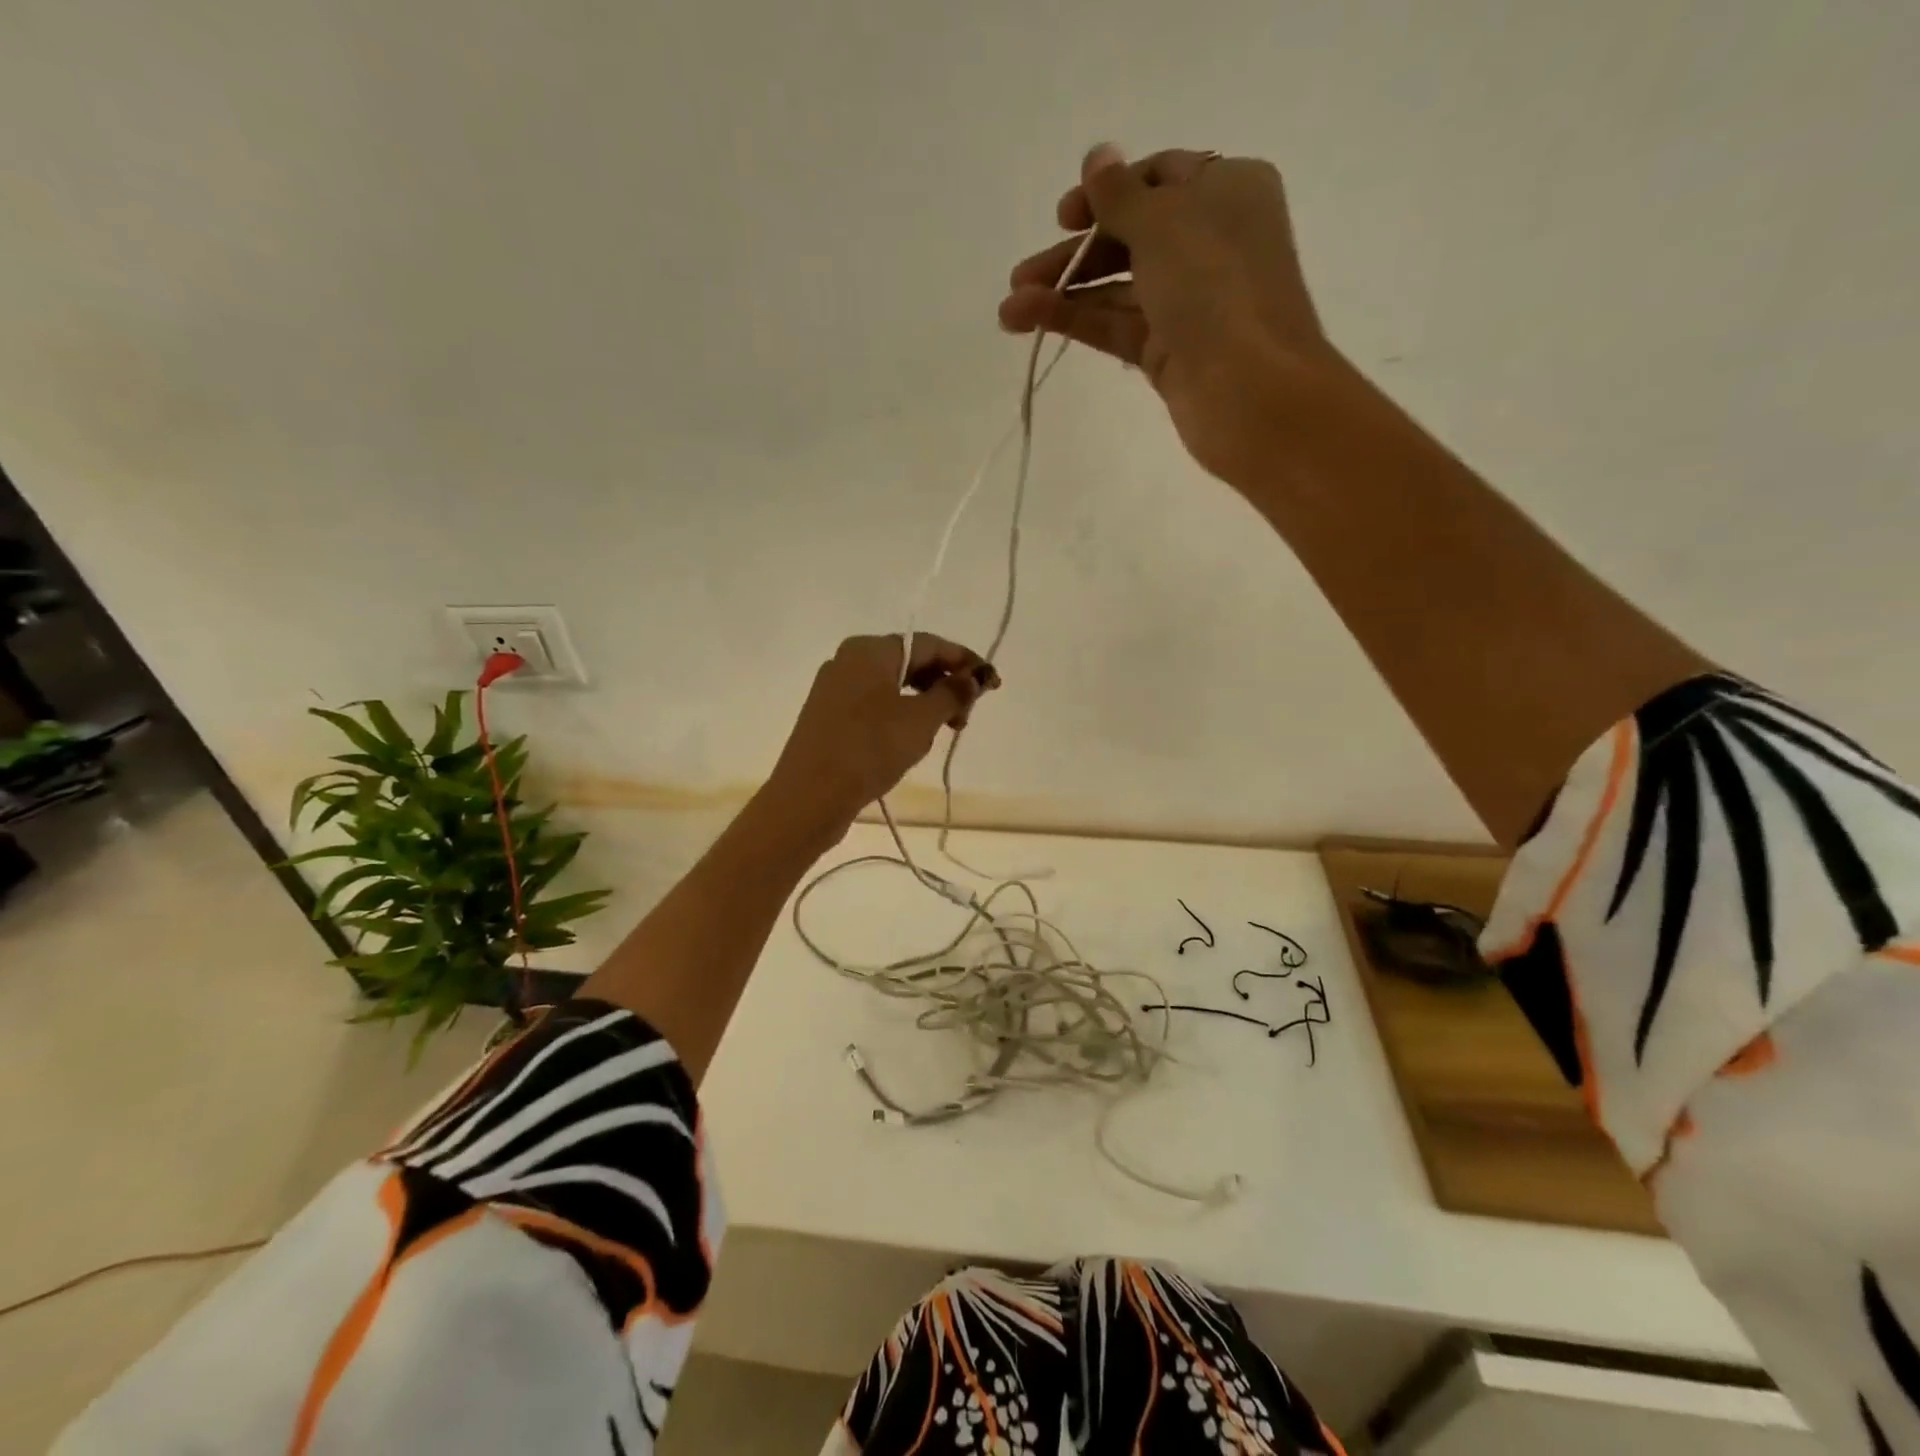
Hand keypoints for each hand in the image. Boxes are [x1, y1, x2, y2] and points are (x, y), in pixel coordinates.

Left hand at [765, 634, 999, 836]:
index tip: (992, 684)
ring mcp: (835, 689)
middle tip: (967, 717)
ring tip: (945, 731)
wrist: (810, 796)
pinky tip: (912, 740)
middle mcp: (849, 660)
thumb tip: (974, 678)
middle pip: (910, 662)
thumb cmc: (869, 748)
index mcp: (870, 649)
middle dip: (944, 684)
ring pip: (893, 686)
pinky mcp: (829, 717)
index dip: (964, 661)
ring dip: (925, 703)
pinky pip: (875, 705)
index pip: (929, 644)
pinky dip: (901, 715)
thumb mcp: (921, 720)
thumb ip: (952, 693)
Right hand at [998, 144, 1344, 487]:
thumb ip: (1120, 194)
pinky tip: (1029, 320)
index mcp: (1226, 192)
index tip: (1064, 215)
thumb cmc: (1215, 288)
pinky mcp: (1167, 351)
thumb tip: (1097, 157)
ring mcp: (1188, 302)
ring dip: (1063, 293)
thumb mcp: (1164, 223)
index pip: (1159, 178)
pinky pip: (1116, 325)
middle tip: (1022, 274)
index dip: (1108, 191)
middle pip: (1130, 236)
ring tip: (1009, 310)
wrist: (1248, 392)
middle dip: (1074, 253)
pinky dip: (1076, 320)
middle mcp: (1209, 242)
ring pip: (1116, 287)